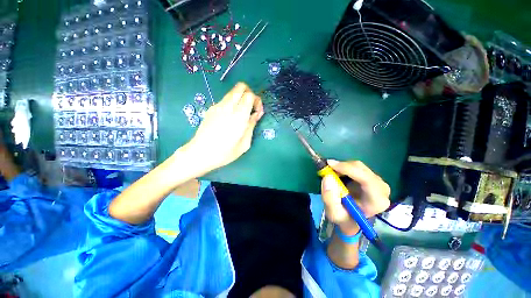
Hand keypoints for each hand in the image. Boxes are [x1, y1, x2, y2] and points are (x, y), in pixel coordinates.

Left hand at [181, 82, 263, 174]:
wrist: (200, 153)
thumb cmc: (225, 153)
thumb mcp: (245, 143)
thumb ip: (251, 126)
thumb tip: (256, 114)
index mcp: (239, 116)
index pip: (249, 95)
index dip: (257, 101)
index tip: (257, 112)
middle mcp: (228, 107)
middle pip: (240, 87)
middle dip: (249, 93)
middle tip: (251, 107)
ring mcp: (217, 106)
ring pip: (232, 92)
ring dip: (240, 98)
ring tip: (241, 113)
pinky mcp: (211, 109)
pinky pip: (225, 100)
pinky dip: (232, 103)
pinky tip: (230, 118)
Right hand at [321, 160, 389, 234]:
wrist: (352, 219)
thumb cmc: (344, 218)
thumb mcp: (333, 213)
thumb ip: (329, 198)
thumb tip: (327, 177)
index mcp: (376, 201)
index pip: (366, 179)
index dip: (348, 169)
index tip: (330, 165)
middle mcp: (382, 189)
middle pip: (361, 169)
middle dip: (342, 166)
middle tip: (327, 168)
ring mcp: (378, 182)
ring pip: (358, 166)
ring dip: (342, 167)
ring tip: (332, 173)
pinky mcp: (372, 177)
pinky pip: (357, 167)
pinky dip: (345, 167)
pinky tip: (338, 173)